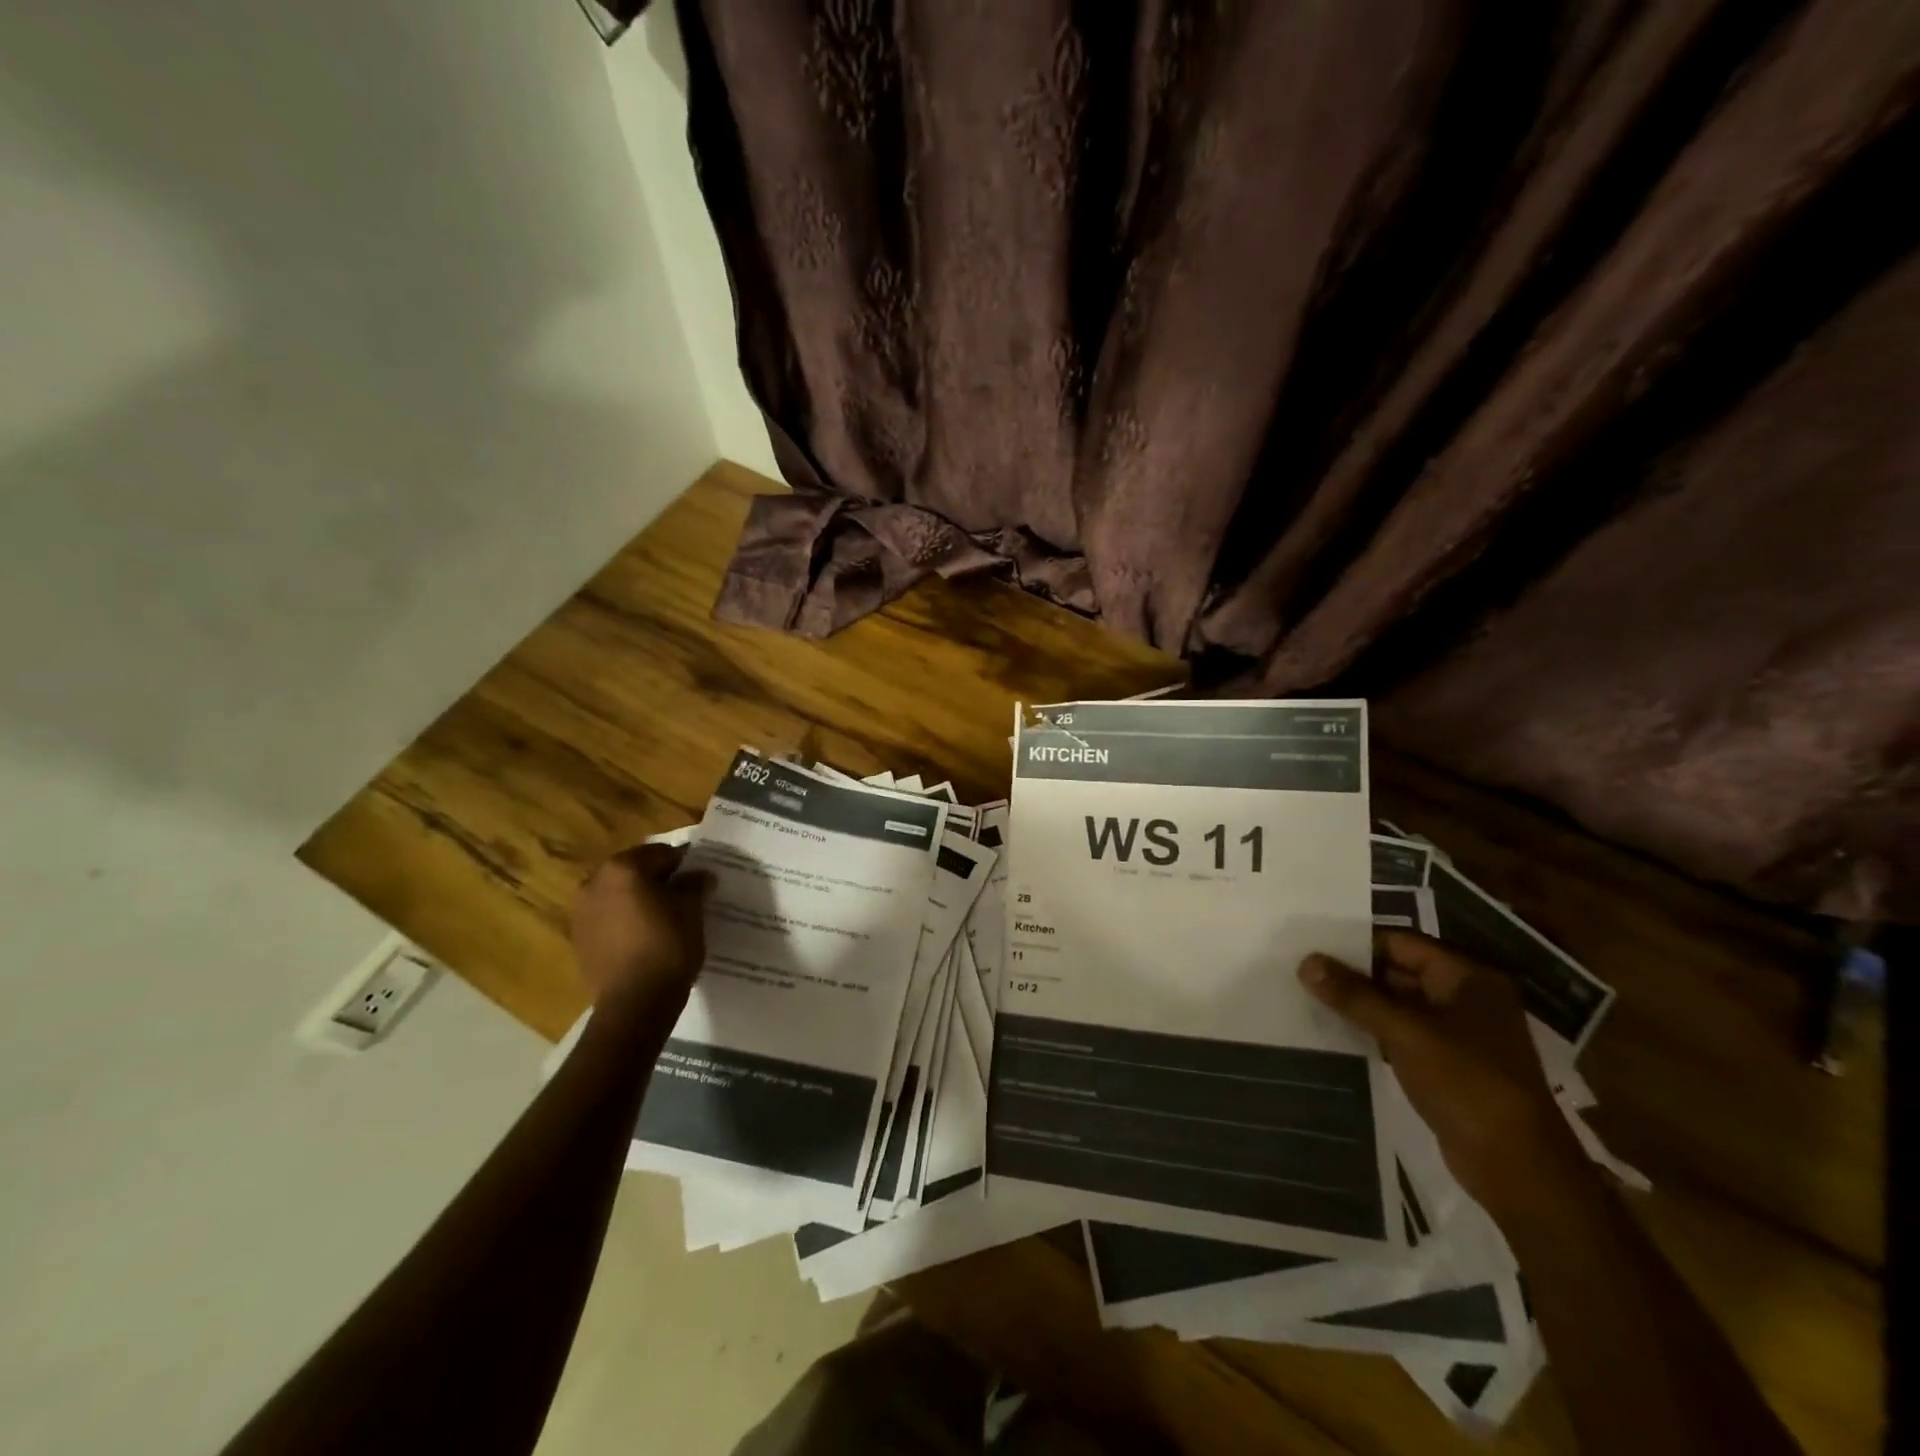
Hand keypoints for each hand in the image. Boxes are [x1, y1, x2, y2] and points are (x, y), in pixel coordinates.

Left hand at [570, 843, 711, 1006]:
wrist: (634, 1004)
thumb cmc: (667, 947)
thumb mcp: (691, 910)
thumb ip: (694, 885)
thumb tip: (699, 875)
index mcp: (623, 868)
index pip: (662, 853)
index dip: (684, 864)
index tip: (699, 880)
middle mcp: (594, 882)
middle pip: (635, 871)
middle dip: (658, 881)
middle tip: (683, 898)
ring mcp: (581, 912)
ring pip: (619, 895)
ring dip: (639, 900)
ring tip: (664, 920)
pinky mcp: (579, 939)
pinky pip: (608, 918)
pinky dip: (625, 921)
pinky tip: (644, 939)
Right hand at [1298, 929, 1584, 1211]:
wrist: (1518, 1168)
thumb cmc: (1466, 1083)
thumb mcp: (1404, 1032)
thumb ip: (1354, 995)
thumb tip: (1306, 962)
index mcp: (1469, 978)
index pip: (1402, 943)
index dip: (1357, 944)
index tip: (1313, 948)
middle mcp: (1469, 998)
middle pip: (1401, 971)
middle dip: (1355, 974)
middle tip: (1305, 973)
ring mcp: (1462, 1034)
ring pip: (1400, 1005)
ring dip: (1362, 1004)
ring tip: (1312, 999)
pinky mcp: (1452, 1065)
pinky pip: (1405, 1034)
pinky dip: (1375, 1031)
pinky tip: (1339, 1032)